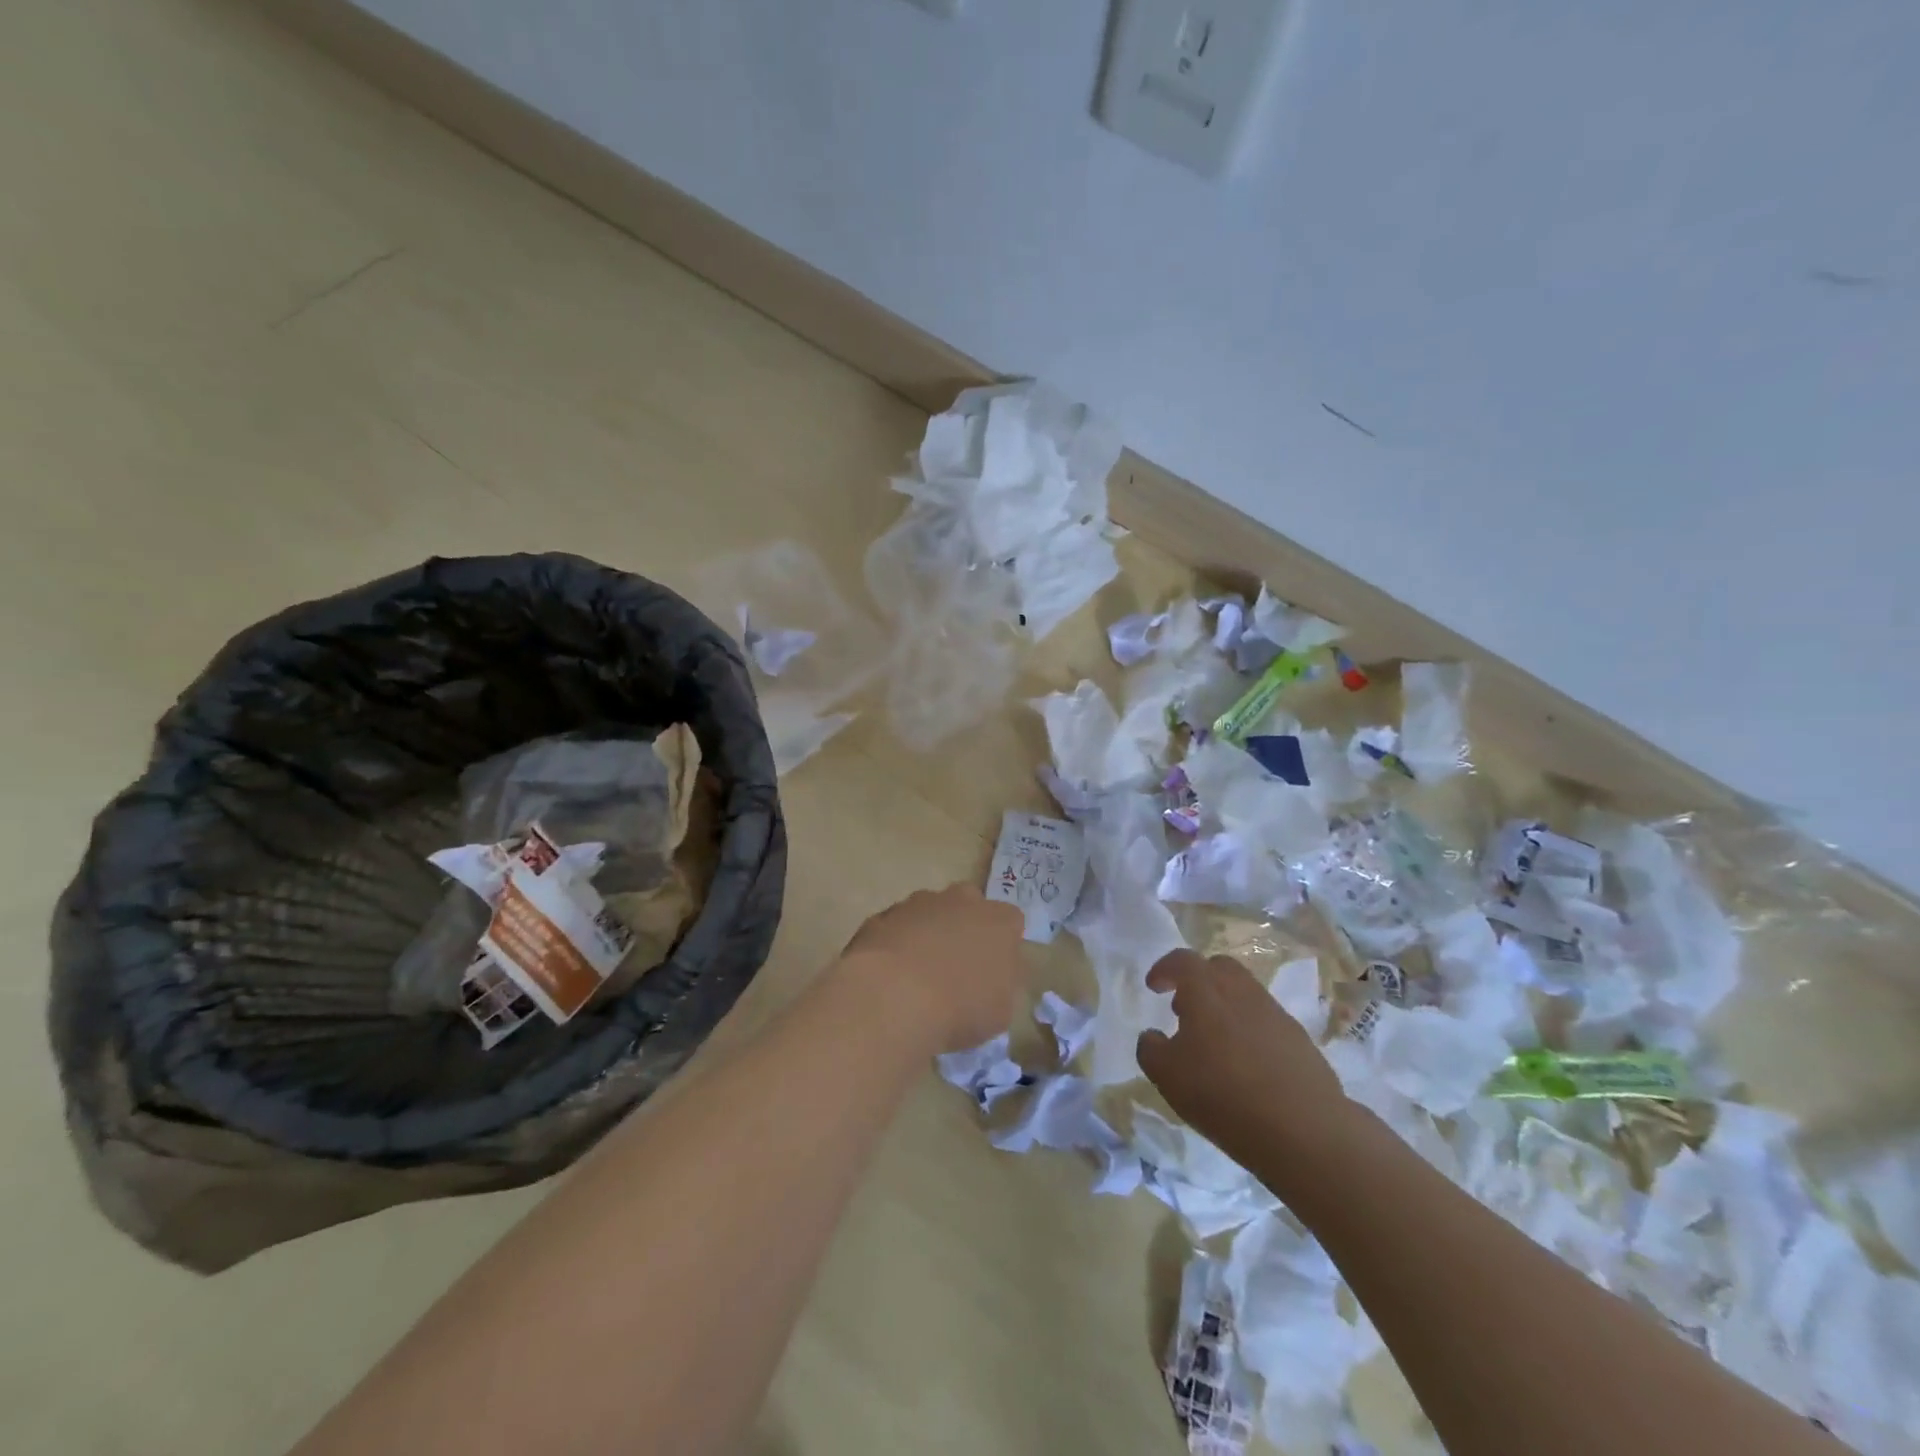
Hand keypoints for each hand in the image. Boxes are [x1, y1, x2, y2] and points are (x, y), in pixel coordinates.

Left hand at [839, 884, 1026, 1052]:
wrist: (894, 997)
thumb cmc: (960, 1008)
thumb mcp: (1000, 1011)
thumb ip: (1002, 985)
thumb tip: (992, 978)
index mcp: (999, 921)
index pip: (1010, 922)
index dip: (1001, 944)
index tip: (991, 970)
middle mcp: (962, 901)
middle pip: (968, 905)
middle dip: (963, 928)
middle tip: (955, 966)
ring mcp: (919, 903)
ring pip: (929, 912)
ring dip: (927, 933)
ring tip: (917, 974)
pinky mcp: (883, 914)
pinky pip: (896, 926)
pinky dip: (896, 943)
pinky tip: (889, 975)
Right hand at [1136, 950, 1352, 1169]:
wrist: (1305, 1131)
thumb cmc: (1223, 1095)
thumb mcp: (1167, 1076)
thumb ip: (1151, 1048)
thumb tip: (1153, 1036)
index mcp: (1206, 991)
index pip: (1183, 961)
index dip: (1164, 969)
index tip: (1153, 987)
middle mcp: (1242, 992)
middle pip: (1219, 968)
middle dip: (1199, 980)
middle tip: (1184, 1009)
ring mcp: (1276, 1014)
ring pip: (1245, 994)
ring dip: (1225, 1007)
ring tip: (1214, 1043)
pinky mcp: (1300, 1041)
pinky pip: (1266, 1022)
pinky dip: (1250, 1031)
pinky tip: (1246, 1066)